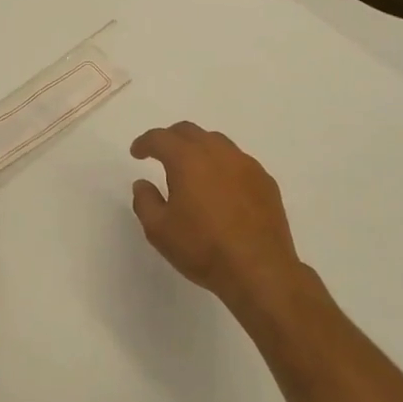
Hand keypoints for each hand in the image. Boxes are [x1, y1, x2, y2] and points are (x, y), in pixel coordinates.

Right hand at [130, 123, 306, 311]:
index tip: (137, 152)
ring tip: (192, 170)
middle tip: (160, 154)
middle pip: (190, 132)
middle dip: (170, 138)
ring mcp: (246, 165)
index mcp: (188, 160)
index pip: (161, 138)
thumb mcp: (159, 230)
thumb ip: (145, 201)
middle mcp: (218, 153)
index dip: (145, 142)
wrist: (259, 270)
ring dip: (199, 148)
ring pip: (217, 142)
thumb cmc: (203, 249)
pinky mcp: (265, 181)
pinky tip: (220, 187)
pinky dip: (222, 165)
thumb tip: (143, 184)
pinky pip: (238, 161)